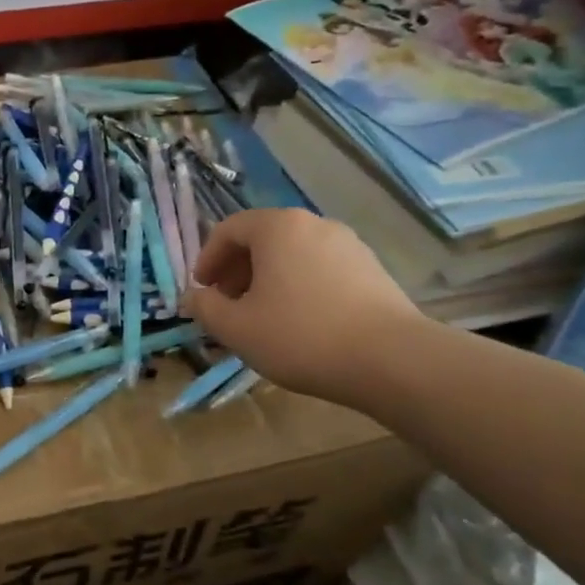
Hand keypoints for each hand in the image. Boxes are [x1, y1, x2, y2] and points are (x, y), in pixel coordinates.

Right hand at [184, 208, 422, 407]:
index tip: (201, 289)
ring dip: (267, 279)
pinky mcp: (371, 269)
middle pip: (263, 238)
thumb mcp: (236, 328)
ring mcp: (348, 245)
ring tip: (261, 317)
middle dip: (237, 269)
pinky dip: (298, 286)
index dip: (207, 258)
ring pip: (293, 254)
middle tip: (226, 304)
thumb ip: (206, 308)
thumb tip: (193, 297)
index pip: (229, 229)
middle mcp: (314, 224)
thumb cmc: (300, 336)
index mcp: (278, 228)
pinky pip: (319, 268)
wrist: (391, 360)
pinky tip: (299, 322)